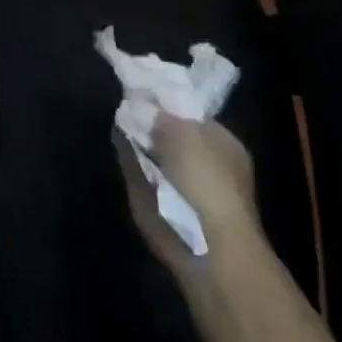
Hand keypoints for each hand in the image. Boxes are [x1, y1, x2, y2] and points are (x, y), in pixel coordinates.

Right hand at [115, 113, 269, 299]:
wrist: (206, 247)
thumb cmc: (206, 182)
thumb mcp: (183, 132)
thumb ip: (160, 115)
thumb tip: (142, 107)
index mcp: (222, 142)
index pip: (189, 115)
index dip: (165, 103)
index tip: (140, 94)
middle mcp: (205, 162)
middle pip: (168, 134)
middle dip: (148, 125)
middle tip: (126, 111)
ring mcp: (185, 186)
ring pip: (154, 155)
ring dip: (138, 145)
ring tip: (120, 128)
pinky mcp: (163, 206)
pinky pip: (143, 176)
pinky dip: (131, 166)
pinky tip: (119, 152)